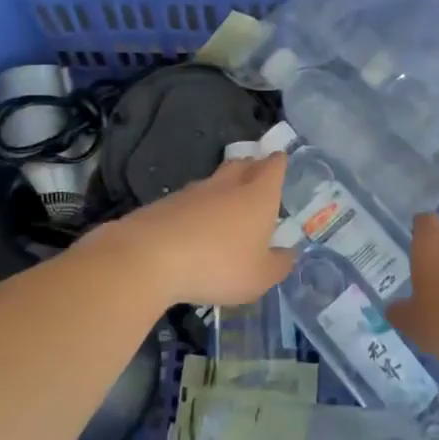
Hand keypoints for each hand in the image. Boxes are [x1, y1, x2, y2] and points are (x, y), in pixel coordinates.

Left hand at [108, 153, 294, 306]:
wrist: (149, 257)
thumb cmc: (218, 265)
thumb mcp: (259, 277)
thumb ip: (279, 265)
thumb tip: (289, 253)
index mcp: (258, 196)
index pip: (273, 167)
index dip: (278, 163)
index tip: (280, 161)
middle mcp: (227, 185)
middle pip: (243, 164)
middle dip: (252, 167)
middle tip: (257, 176)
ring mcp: (193, 191)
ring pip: (215, 181)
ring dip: (224, 187)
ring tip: (227, 204)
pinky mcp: (166, 204)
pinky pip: (190, 200)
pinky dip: (197, 208)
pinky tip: (195, 226)